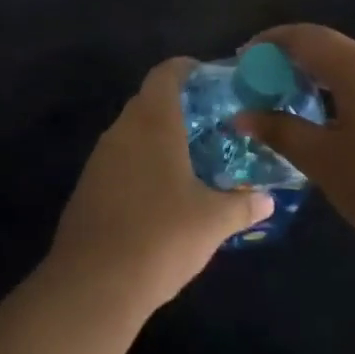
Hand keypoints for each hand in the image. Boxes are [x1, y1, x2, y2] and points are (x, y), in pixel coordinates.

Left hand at [47, 58, 273, 315]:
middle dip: (177, 107)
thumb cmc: (161, 237)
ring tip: (188, 159)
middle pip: (148, 101)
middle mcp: (123, 130)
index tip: (208, 78)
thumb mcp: (212, 222)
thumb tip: (267, 200)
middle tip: (209, 124)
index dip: (186, 69)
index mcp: (153, 122)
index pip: (166, 74)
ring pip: (132, 132)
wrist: (93, 285)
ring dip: (156, 137)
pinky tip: (159, 193)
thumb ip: (242, 205)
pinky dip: (139, 163)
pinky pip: (118, 160)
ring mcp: (100, 158)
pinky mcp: (87, 186)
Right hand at [233, 24, 354, 273]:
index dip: (269, 43)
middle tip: (269, 90)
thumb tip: (243, 114)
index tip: (244, 60)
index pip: (303, 36)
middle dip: (295, 64)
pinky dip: (352, 96)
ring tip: (304, 113)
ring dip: (325, 82)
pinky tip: (349, 132)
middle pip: (332, 49)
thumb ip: (282, 131)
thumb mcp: (325, 162)